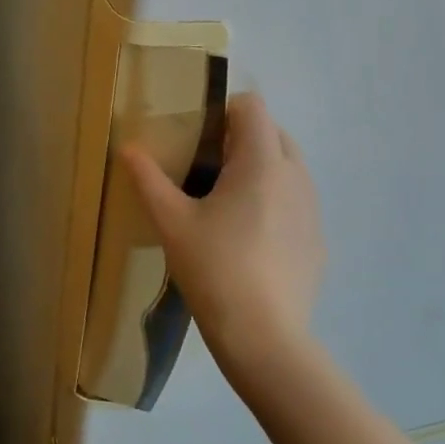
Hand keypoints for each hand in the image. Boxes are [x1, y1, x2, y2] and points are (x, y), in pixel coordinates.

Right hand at [120, 93, 325, 375]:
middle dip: (241, 138)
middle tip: (205, 167)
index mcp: (262, 162)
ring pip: (287, 167)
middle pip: (273, 133)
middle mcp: (296, 176)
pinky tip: (248, 239)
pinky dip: (274, 201)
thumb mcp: (171, 222)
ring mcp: (313, 209)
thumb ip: (148, 179)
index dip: (224, 110)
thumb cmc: (214, 268)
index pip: (253, 107)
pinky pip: (296, 201)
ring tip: (225, 202)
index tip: (198, 135)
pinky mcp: (317, 239)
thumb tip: (127, 148)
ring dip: (260, 168)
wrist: (264, 336)